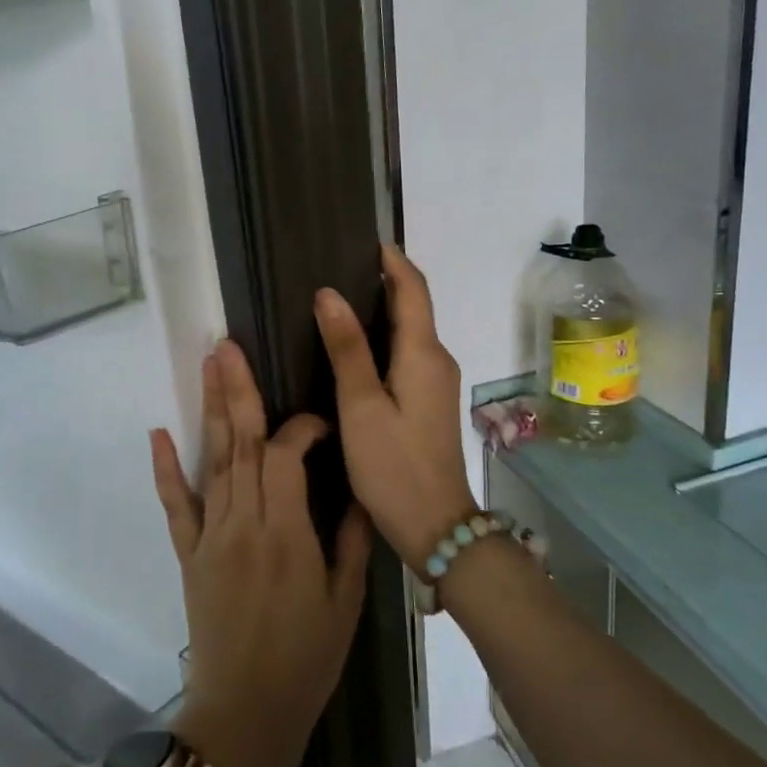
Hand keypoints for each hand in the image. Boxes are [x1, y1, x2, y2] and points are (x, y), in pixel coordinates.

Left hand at [151, 340, 372, 766]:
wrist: (244, 716)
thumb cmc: (305, 661)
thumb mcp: (346, 603)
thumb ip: (349, 540)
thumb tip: (355, 489)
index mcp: (287, 533)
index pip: (286, 456)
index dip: (301, 427)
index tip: (319, 421)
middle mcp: (244, 523)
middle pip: (241, 444)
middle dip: (238, 391)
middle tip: (229, 345)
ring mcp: (211, 535)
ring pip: (212, 461)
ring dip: (210, 410)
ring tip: (208, 365)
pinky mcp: (188, 553)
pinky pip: (176, 506)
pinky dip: (166, 469)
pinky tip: (158, 433)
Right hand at [314, 244, 477, 573]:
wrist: (436, 526)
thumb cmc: (393, 465)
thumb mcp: (361, 406)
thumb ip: (347, 348)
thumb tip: (329, 293)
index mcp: (424, 354)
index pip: (413, 290)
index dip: (393, 261)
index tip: (368, 240)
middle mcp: (437, 360)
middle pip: (415, 306)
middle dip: (385, 280)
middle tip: (342, 265)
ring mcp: (436, 382)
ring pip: (412, 330)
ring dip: (385, 308)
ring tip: (342, 298)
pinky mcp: (429, 401)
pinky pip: (409, 352)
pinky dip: (386, 335)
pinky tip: (357, 346)